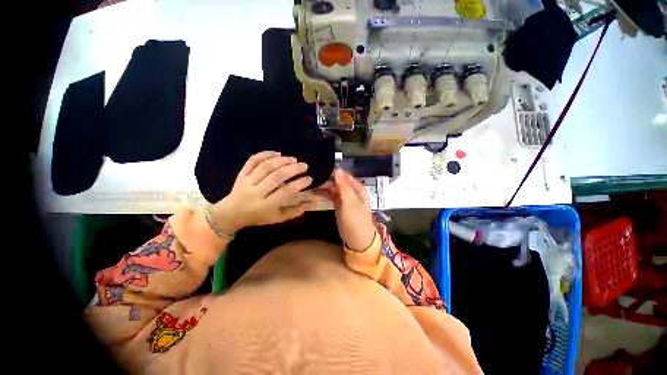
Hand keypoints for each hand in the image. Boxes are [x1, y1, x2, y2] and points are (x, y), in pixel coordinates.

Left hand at [211, 151, 313, 233]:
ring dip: (281, 161)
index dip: (299, 184)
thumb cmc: (258, 217)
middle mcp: (256, 192)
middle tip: (304, 165)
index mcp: (266, 205)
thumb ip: (295, 211)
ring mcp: (247, 181)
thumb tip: (311, 202)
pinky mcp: (242, 173)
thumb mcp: (277, 218)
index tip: (309, 179)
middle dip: (293, 169)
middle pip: (276, 177)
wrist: (231, 213)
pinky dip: (265, 154)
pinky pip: (252, 161)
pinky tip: (277, 153)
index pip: (286, 192)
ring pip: (265, 167)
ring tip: (293, 159)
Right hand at [315, 169, 375, 251]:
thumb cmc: (356, 220)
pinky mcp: (339, 206)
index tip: (320, 167)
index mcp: (357, 188)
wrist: (358, 240)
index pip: (344, 175)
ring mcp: (345, 199)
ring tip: (311, 184)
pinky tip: (315, 192)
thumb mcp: (350, 202)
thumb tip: (337, 170)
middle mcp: (351, 191)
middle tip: (312, 177)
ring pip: (333, 189)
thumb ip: (344, 186)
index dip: (334, 171)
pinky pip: (331, 196)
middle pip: (338, 181)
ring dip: (324, 186)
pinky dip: (324, 194)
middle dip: (326, 179)